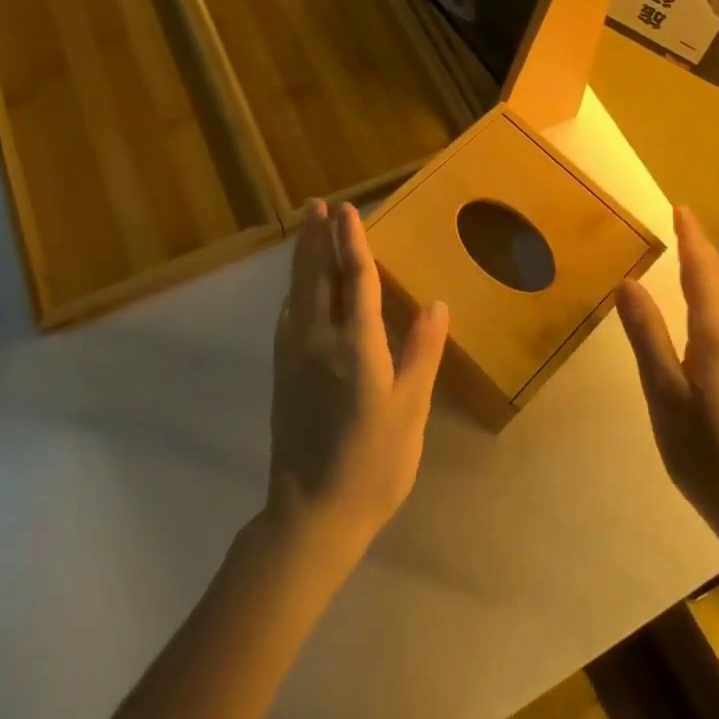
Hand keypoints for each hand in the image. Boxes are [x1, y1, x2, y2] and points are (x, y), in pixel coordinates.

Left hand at [267, 201, 450, 566]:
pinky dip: (293, 290)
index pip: (356, 281)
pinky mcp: (282, 373)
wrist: (311, 514)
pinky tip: (295, 289)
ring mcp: (294, 356)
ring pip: (298, 292)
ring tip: (306, 228)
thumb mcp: (410, 410)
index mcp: (356, 346)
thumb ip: (421, 353)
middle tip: (319, 204)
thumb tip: (436, 304)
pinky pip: (287, 316)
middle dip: (319, 237)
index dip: (352, 242)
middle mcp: (319, 340)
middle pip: (318, 277)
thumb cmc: (373, 464)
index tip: (347, 210)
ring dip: (303, 256)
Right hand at [617, 207, 718, 545]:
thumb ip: (646, 333)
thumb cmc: (703, 450)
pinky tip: (717, 310)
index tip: (679, 209)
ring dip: (716, 273)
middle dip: (703, 250)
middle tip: (681, 227)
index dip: (690, 238)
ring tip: (695, 259)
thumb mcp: (662, 391)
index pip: (702, 270)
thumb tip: (628, 282)